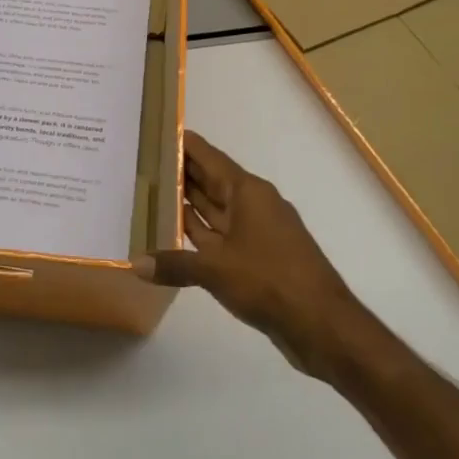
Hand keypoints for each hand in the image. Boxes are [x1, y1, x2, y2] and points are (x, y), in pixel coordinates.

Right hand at [136, 132, 377, 382]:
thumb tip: (136, 263)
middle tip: (141, 163)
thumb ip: (174, 263)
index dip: (183, 144)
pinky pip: (218, 236)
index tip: (155, 133)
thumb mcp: (215, 269)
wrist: (322, 325)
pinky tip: (170, 234)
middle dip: (179, 172)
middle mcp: (252, 205)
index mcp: (248, 193)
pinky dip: (196, 233)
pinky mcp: (256, 258)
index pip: (209, 157)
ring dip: (185, 203)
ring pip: (213, 209)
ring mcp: (255, 232)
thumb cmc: (269, 280)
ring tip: (148, 192)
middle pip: (210, 181)